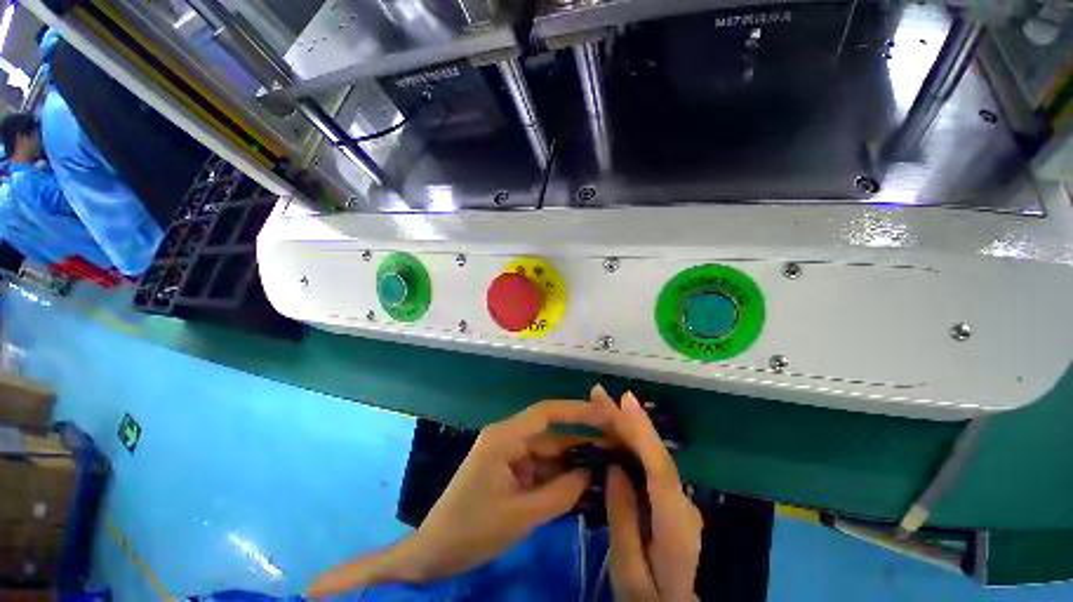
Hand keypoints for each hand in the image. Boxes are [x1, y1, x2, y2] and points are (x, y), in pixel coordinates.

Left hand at [406, 399, 610, 580]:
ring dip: (573, 460)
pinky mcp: (510, 471)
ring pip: (548, 452)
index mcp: (504, 437)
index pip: (546, 413)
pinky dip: (559, 475)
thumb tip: (591, 473)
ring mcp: (509, 455)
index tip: (604, 414)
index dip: (576, 410)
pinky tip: (583, 483)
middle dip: (581, 439)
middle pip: (550, 433)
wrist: (434, 553)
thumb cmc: (472, 530)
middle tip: (614, 445)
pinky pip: (540, 468)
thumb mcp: (521, 516)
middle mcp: (508, 438)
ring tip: (607, 465)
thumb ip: (561, 493)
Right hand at [594, 386, 702, 600]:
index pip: (660, 470)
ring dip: (627, 426)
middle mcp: (682, 503)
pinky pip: (649, 463)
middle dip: (628, 420)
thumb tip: (615, 469)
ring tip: (602, 404)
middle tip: (599, 395)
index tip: (625, 401)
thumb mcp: (630, 573)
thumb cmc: (650, 599)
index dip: (643, 432)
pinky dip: (631, 442)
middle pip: (655, 454)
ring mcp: (678, 498)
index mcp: (675, 526)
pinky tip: (615, 428)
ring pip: (652, 454)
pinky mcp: (668, 496)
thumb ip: (624, 520)